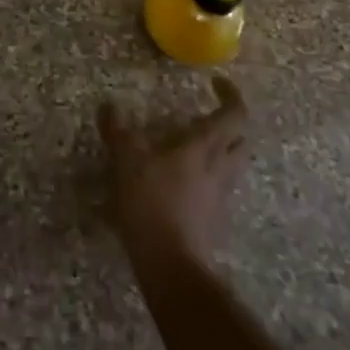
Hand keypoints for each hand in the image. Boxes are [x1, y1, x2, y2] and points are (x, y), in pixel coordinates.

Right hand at [98, 76, 248, 274]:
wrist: (172, 267)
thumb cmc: (152, 204)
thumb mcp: (127, 161)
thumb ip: (118, 132)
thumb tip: (108, 105)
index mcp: (205, 147)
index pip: (234, 115)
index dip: (230, 95)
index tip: (216, 83)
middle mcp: (220, 169)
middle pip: (241, 142)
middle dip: (230, 126)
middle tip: (208, 118)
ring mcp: (221, 199)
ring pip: (231, 168)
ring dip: (220, 154)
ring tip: (191, 150)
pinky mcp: (214, 223)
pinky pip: (217, 192)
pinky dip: (206, 181)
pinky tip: (182, 186)